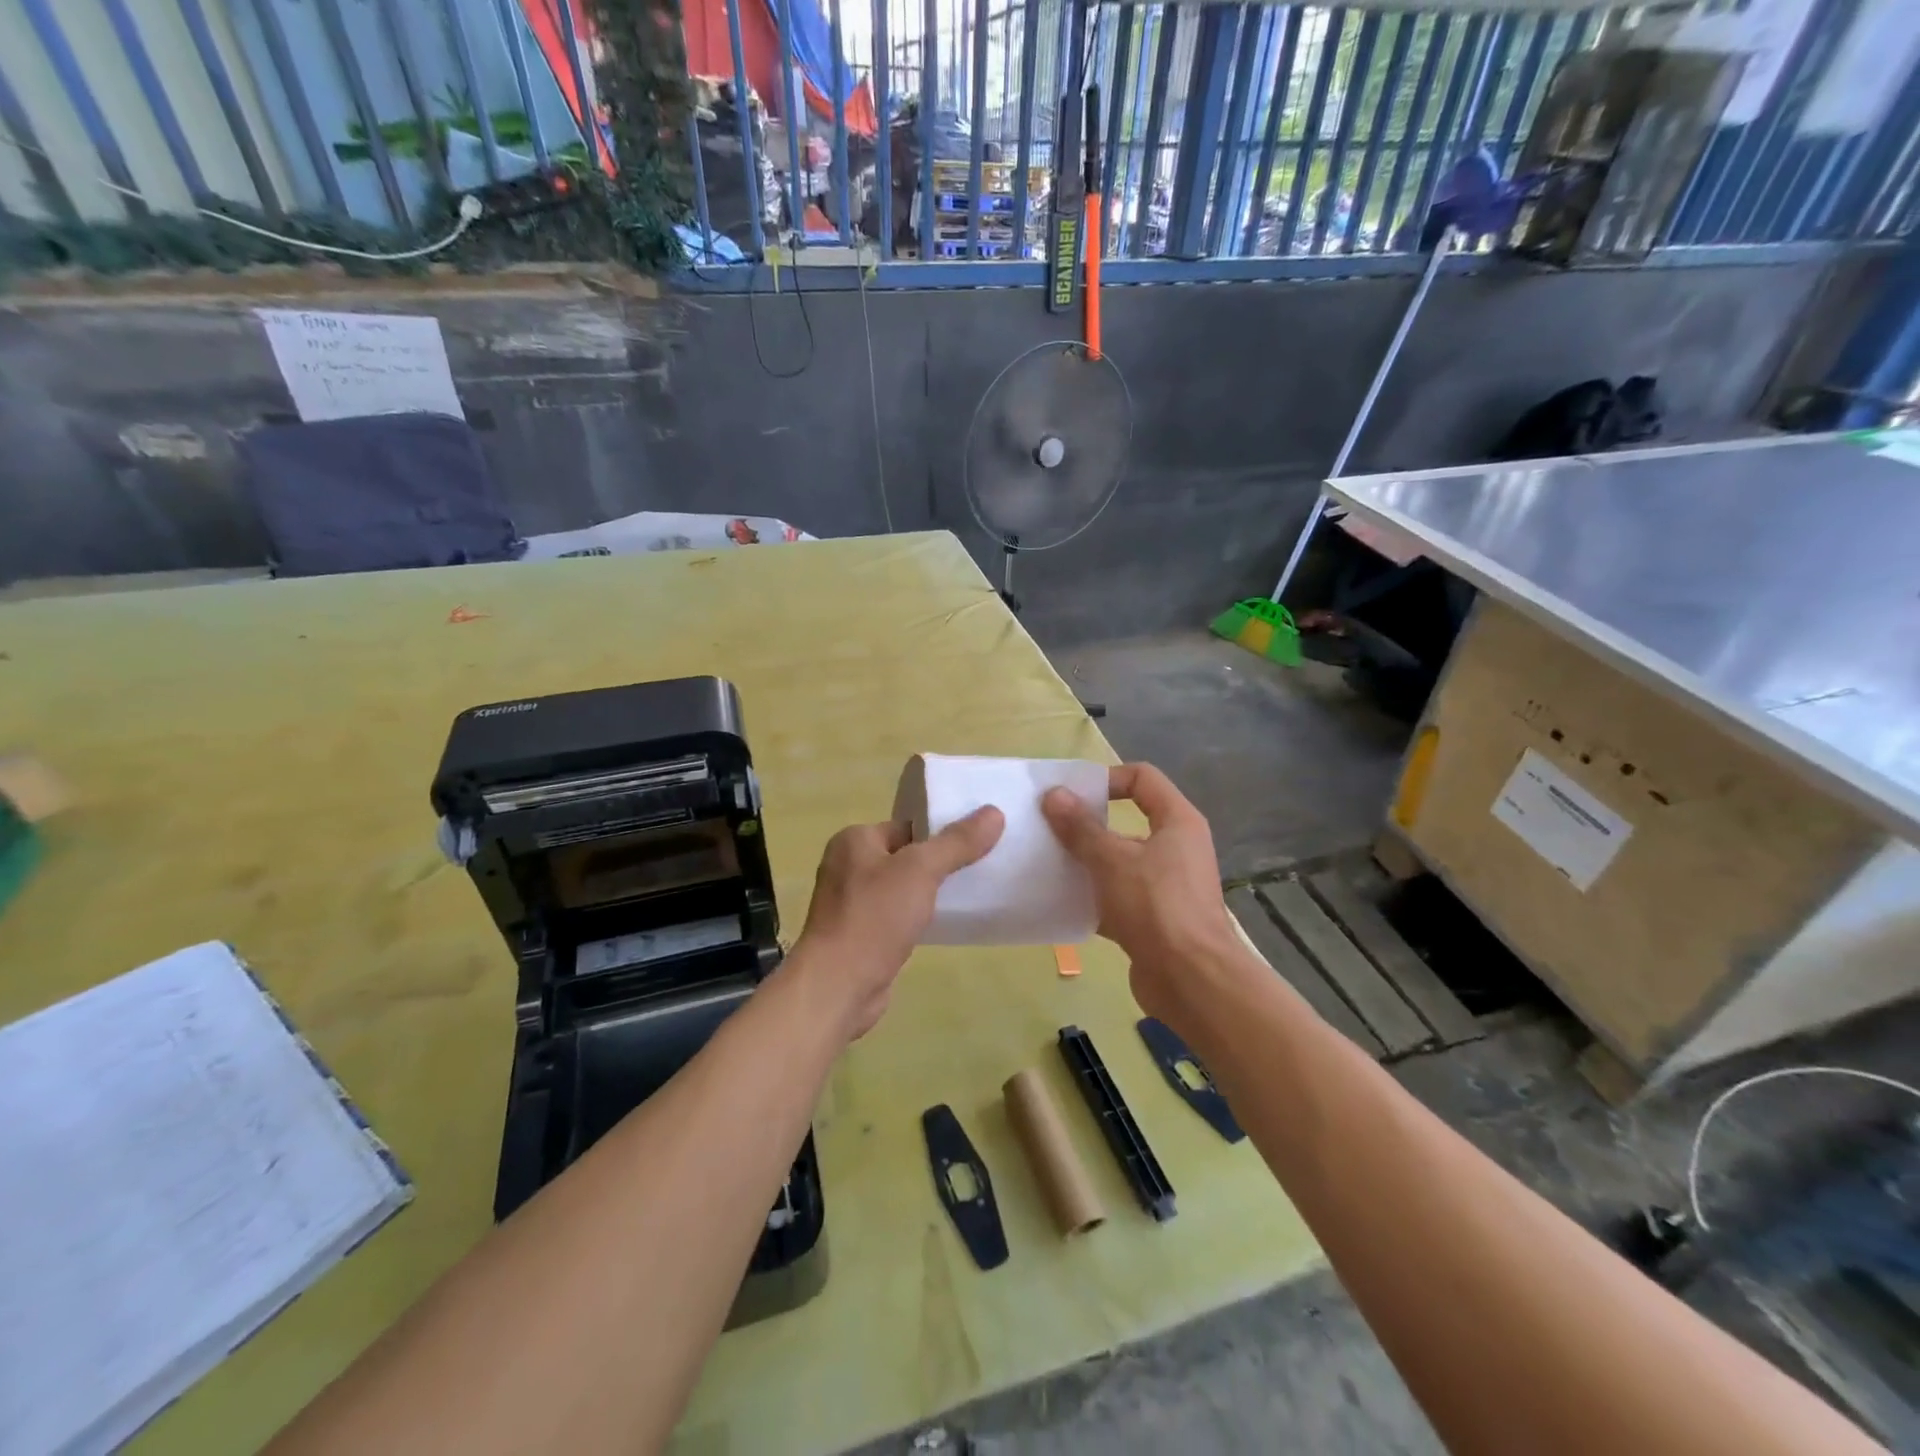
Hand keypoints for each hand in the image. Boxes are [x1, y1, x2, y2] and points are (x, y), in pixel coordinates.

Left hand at [793, 807, 1004, 1038]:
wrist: (838, 986)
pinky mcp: (860, 934)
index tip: (979, 840)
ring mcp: (851, 903)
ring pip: (902, 887)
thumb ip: (957, 842)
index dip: (943, 832)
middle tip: (982, 865)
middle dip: (939, 862)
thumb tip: (994, 813)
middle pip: (906, 855)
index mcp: (854, 840)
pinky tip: (944, 922)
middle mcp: (848, 866)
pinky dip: (918, 917)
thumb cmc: (874, 917)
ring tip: (970, 892)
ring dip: (930, 892)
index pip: (908, 826)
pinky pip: (897, 915)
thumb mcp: (921, 870)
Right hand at [1041, 764, 1240, 1025]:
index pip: (1142, 778)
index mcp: (1177, 822)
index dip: (1107, 778)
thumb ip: (1080, 827)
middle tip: (1049, 828)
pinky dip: (1092, 897)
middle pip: (1127, 821)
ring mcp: (1166, 885)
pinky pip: (1117, 897)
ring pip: (1119, 862)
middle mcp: (1176, 848)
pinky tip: (1060, 902)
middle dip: (1087, 824)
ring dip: (1086, 862)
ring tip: (1047, 863)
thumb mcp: (1111, 860)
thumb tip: (1054, 794)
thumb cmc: (1156, 906)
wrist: (1192, 981)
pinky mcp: (1154, 919)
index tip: (1072, 795)